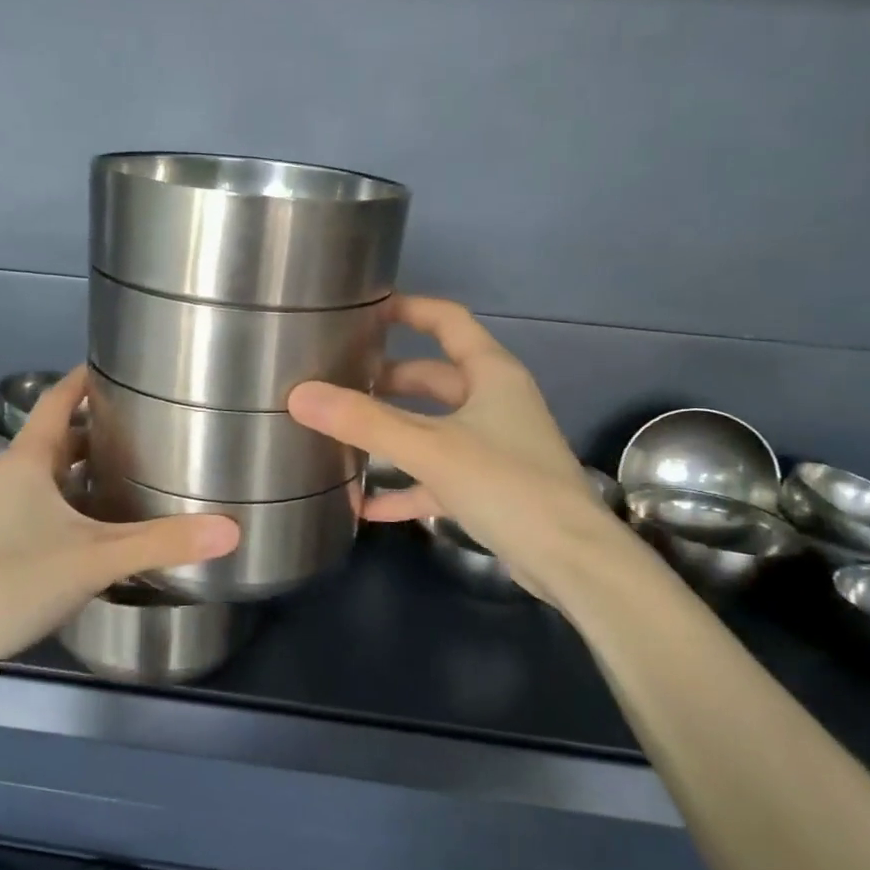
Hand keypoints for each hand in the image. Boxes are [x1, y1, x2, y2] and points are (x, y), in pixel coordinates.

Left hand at [0, 368, 239, 670]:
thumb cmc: (15, 581)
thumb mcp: (97, 557)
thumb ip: (163, 542)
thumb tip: (232, 529)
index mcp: (28, 461)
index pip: (57, 399)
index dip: (86, 378)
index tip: (124, 366)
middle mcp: (15, 479)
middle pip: (60, 436)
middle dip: (101, 426)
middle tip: (151, 423)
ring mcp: (7, 515)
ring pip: (56, 476)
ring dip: (91, 468)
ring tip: (141, 467)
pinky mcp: (9, 547)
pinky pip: (53, 510)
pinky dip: (82, 505)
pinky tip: (114, 525)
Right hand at [288, 295, 616, 602]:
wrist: (570, 559)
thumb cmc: (506, 484)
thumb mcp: (429, 448)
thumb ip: (364, 422)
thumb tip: (299, 395)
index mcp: (491, 374)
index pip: (447, 322)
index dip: (408, 309)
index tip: (364, 310)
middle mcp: (494, 402)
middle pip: (433, 377)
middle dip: (387, 379)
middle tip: (338, 380)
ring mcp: (493, 446)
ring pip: (432, 427)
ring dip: (392, 432)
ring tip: (341, 435)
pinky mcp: (488, 487)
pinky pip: (436, 476)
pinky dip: (404, 485)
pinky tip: (365, 505)